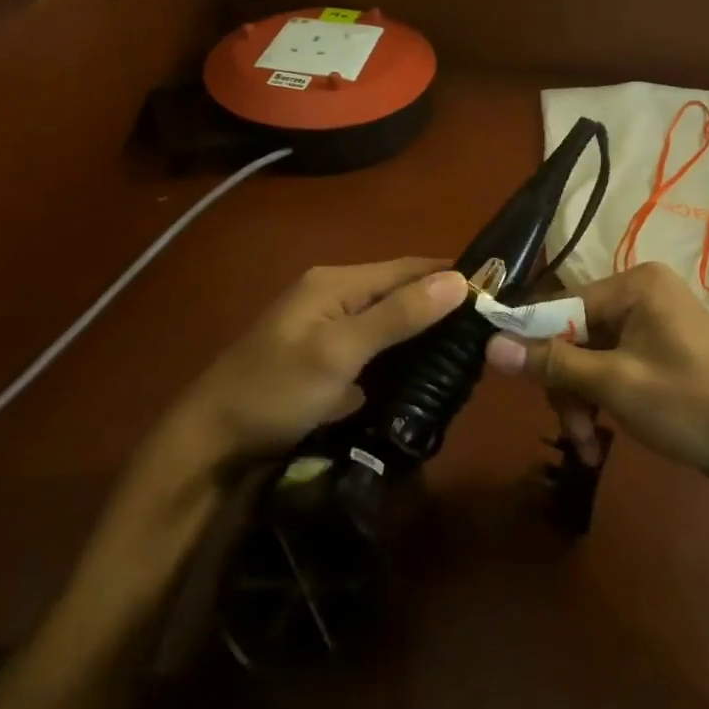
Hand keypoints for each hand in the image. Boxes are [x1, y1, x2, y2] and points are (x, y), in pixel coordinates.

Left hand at [172, 257, 469, 467]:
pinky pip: (374, 344)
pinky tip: (423, 370)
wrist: (211, 441)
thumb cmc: (276, 390)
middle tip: (486, 331)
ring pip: (388, 318)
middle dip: (440, 305)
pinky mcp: (323, 356)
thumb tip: (458, 280)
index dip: (451, 276)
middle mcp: (332, 293)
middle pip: (399, 291)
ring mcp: (325, 326)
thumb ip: (397, 315)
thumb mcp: (340, 352)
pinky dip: (400, 352)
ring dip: (422, 330)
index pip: (408, 267)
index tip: (497, 293)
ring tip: (465, 350)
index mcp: (336, 282)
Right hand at [486, 262, 708, 487]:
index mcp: (635, 285)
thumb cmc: (692, 407)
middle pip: (574, 335)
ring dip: (582, 402)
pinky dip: (603, 401)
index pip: (560, 305)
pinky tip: (602, 440)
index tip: (510, 382)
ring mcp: (653, 323)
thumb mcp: (615, 385)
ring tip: (588, 447)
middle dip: (567, 387)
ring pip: (589, 357)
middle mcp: (641, 293)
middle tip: (572, 432)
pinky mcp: (660, 351)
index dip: (532, 343)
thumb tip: (490, 346)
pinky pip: (613, 367)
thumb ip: (552, 363)